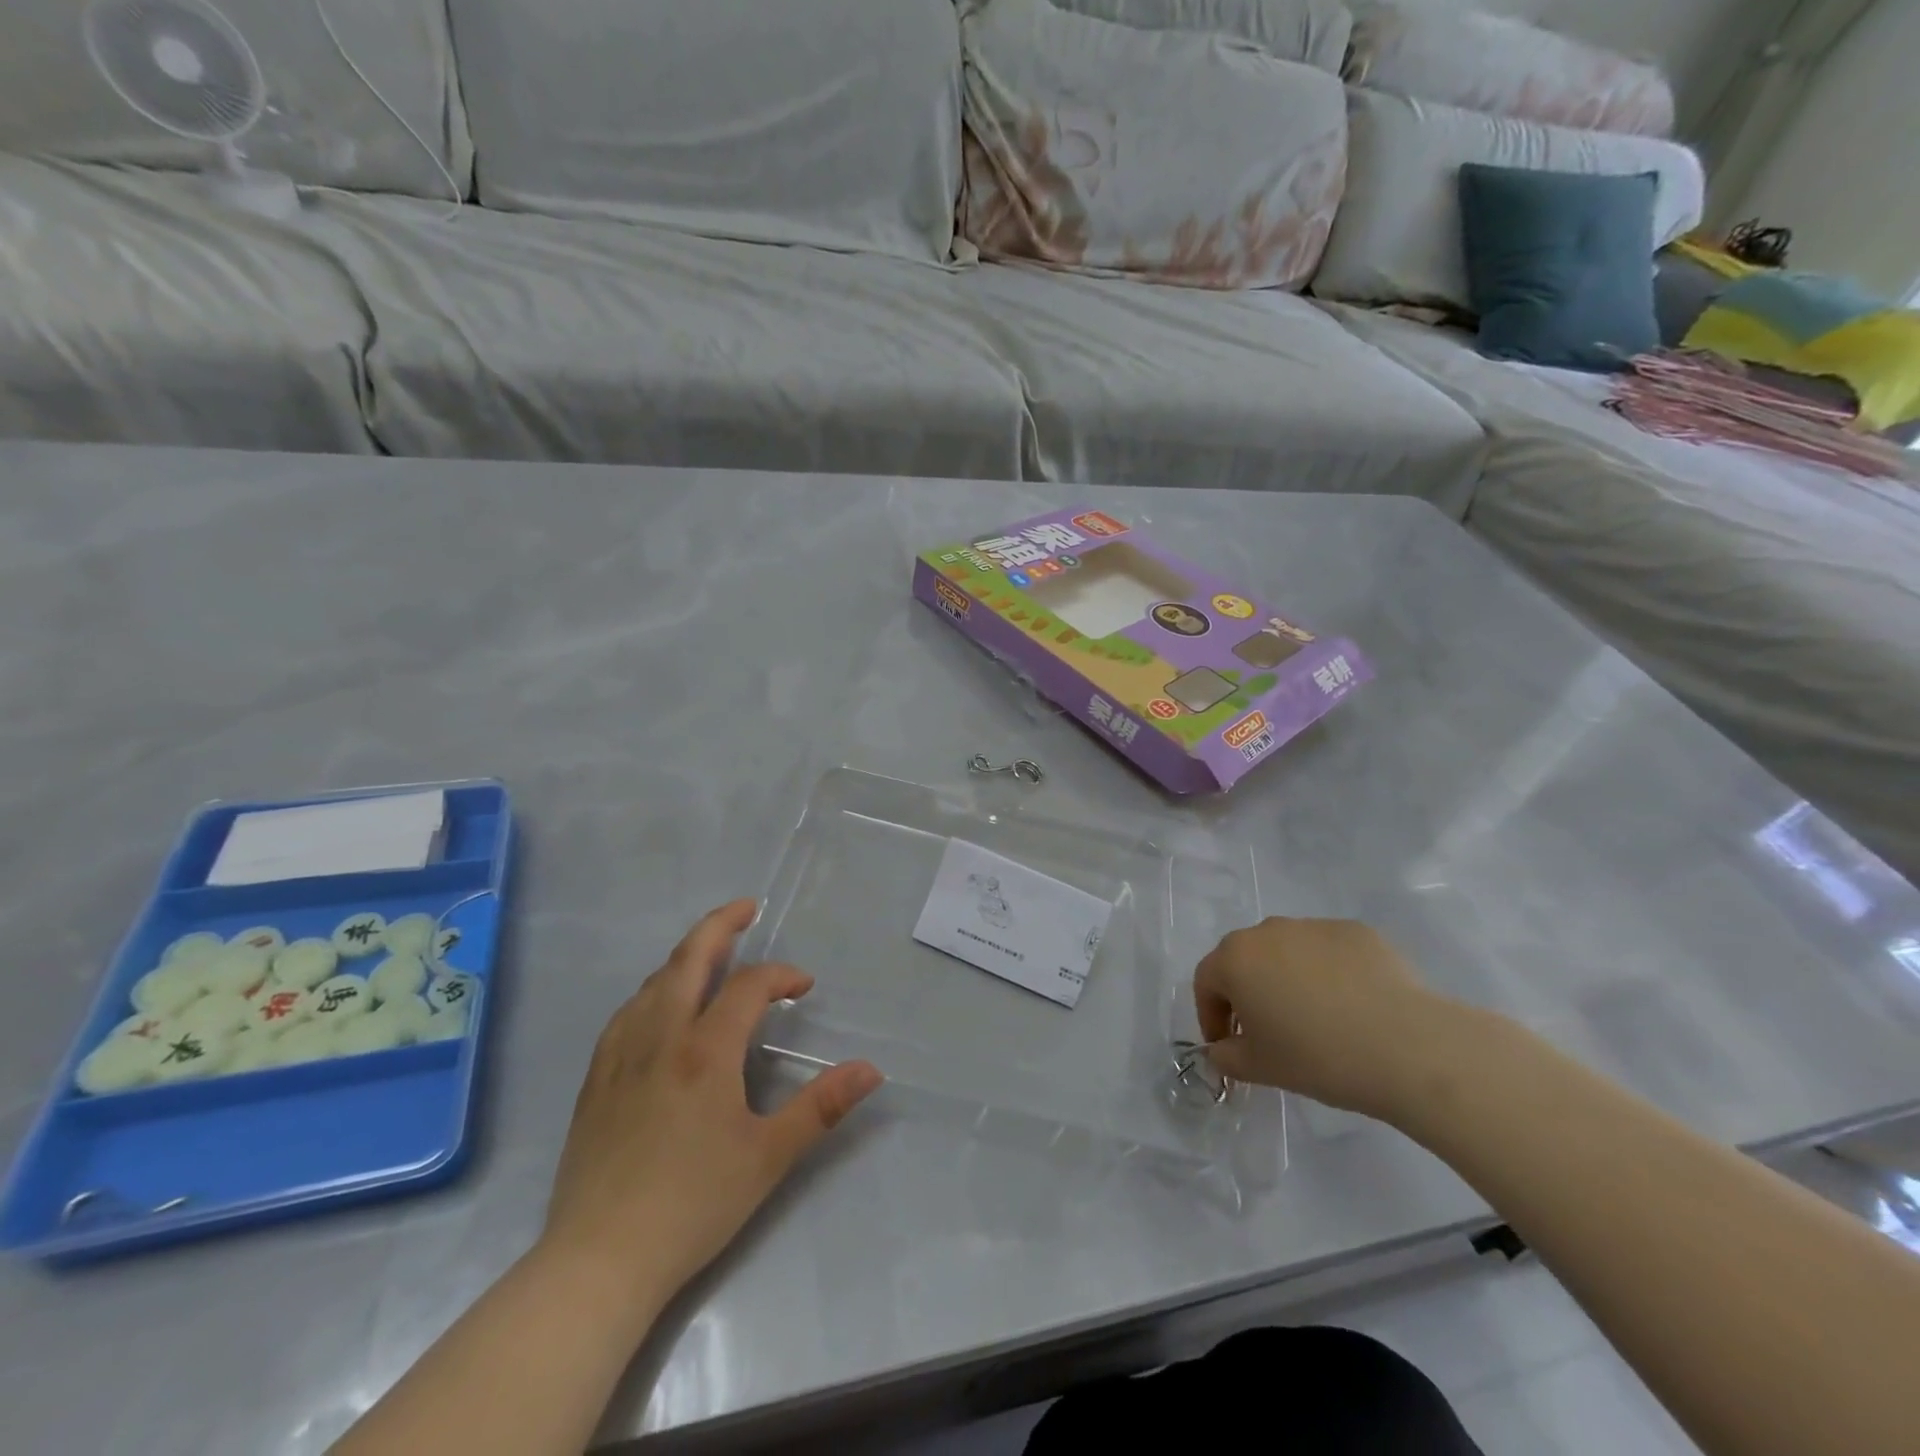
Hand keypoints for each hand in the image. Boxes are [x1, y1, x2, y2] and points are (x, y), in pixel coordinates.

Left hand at [540, 900, 882, 1312]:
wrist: (600, 1260)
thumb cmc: (693, 1204)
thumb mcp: (770, 1156)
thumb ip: (822, 1106)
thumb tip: (871, 1069)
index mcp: (706, 1050)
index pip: (749, 986)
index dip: (781, 975)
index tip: (804, 988)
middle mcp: (661, 1037)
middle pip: (689, 958)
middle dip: (721, 925)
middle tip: (747, 908)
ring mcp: (622, 1055)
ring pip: (655, 981)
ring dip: (687, 956)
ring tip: (712, 953)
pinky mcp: (597, 1078)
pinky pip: (628, 1011)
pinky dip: (654, 989)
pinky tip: (660, 1004)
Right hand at [1194, 917, 1449, 1118]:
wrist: (1407, 1046)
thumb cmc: (1318, 1057)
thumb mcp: (1259, 1068)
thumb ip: (1226, 1056)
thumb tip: (1222, 1049)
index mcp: (1235, 959)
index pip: (1206, 982)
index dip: (1211, 1016)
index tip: (1227, 1046)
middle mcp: (1267, 931)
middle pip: (1244, 959)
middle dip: (1246, 992)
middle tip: (1266, 1031)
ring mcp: (1313, 926)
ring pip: (1286, 951)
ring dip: (1286, 978)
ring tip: (1314, 1018)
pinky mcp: (1355, 931)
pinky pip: (1327, 952)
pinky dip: (1328, 973)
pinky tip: (1351, 1007)